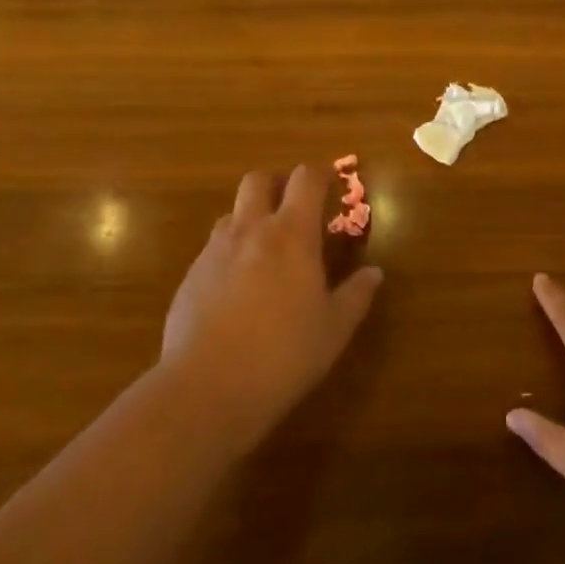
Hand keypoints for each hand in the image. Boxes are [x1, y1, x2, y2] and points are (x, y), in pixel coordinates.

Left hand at [158, 166, 382, 455]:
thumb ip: (356, 295)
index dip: (319, 174)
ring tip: (265, 249)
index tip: (330, 182)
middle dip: (276, 184)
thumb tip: (374, 273)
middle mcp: (250, 231)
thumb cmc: (284, 354)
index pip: (305, 180)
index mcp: (292, 235)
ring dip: (250, 218)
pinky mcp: (190, 277)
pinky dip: (230, 253)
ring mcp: (214, 252)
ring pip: (231, 213)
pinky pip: (212, 248)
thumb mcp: (334, 328)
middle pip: (258, 180)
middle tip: (293, 207)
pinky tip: (238, 288)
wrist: (207, 388)